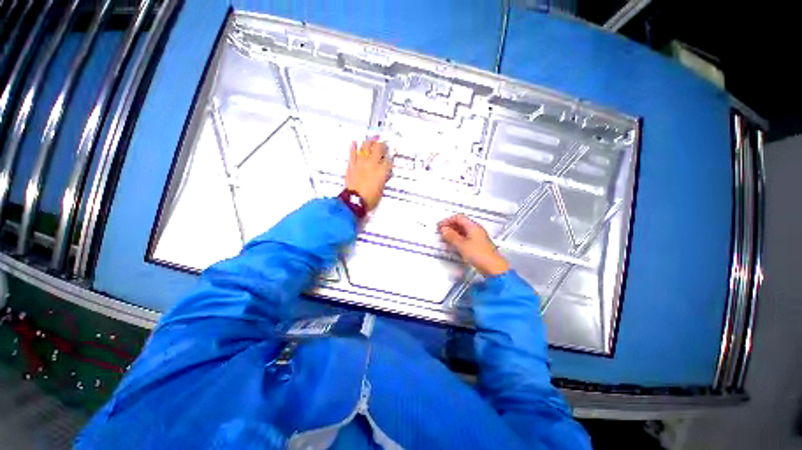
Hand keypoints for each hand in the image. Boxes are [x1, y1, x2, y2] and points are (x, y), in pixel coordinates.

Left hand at [345, 138, 392, 210]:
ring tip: (371, 139)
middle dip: (382, 144)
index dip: (391, 155)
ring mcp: (361, 163)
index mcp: (382, 171)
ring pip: (365, 147)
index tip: (392, 152)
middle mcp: (372, 164)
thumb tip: (385, 174)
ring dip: (369, 142)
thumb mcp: (381, 190)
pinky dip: (353, 147)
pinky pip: (352, 154)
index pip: (389, 159)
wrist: (354, 201)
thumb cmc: (370, 199)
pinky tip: (354, 142)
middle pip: (378, 148)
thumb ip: (383, 180)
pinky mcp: (352, 166)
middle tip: (383, 143)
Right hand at [438, 214, 510, 276]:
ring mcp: (478, 237)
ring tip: (445, 238)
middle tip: (441, 231)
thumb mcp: (461, 244)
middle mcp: (476, 230)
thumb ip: (451, 236)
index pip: (458, 218)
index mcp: (473, 226)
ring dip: (453, 233)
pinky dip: (457, 239)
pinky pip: (465, 238)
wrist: (493, 268)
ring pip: (463, 231)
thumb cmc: (480, 255)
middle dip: (450, 226)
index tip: (440, 225)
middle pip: (461, 223)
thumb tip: (444, 230)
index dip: (448, 220)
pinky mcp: (478, 245)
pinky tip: (453, 244)